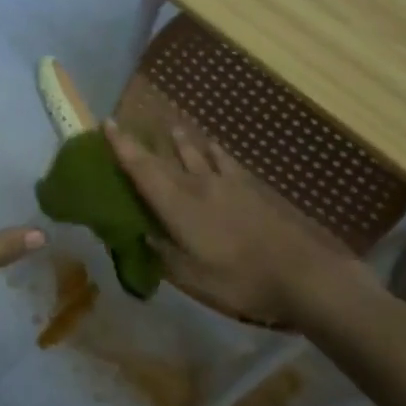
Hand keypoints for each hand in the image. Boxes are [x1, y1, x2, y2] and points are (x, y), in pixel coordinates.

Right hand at [103, 119, 372, 326]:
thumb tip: (141, 235)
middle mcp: (196, 185)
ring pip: (194, 153)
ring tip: (169, 127)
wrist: (299, 273)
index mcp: (177, 206)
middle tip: (125, 128)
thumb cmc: (238, 280)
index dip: (122, 147)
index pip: (142, 169)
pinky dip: (212, 150)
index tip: (107, 124)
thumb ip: (162, 254)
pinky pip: (224, 160)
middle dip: (141, 144)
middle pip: (163, 159)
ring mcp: (225, 183)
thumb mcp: (190, 277)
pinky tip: (211, 144)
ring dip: (179, 140)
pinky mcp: (249, 188)